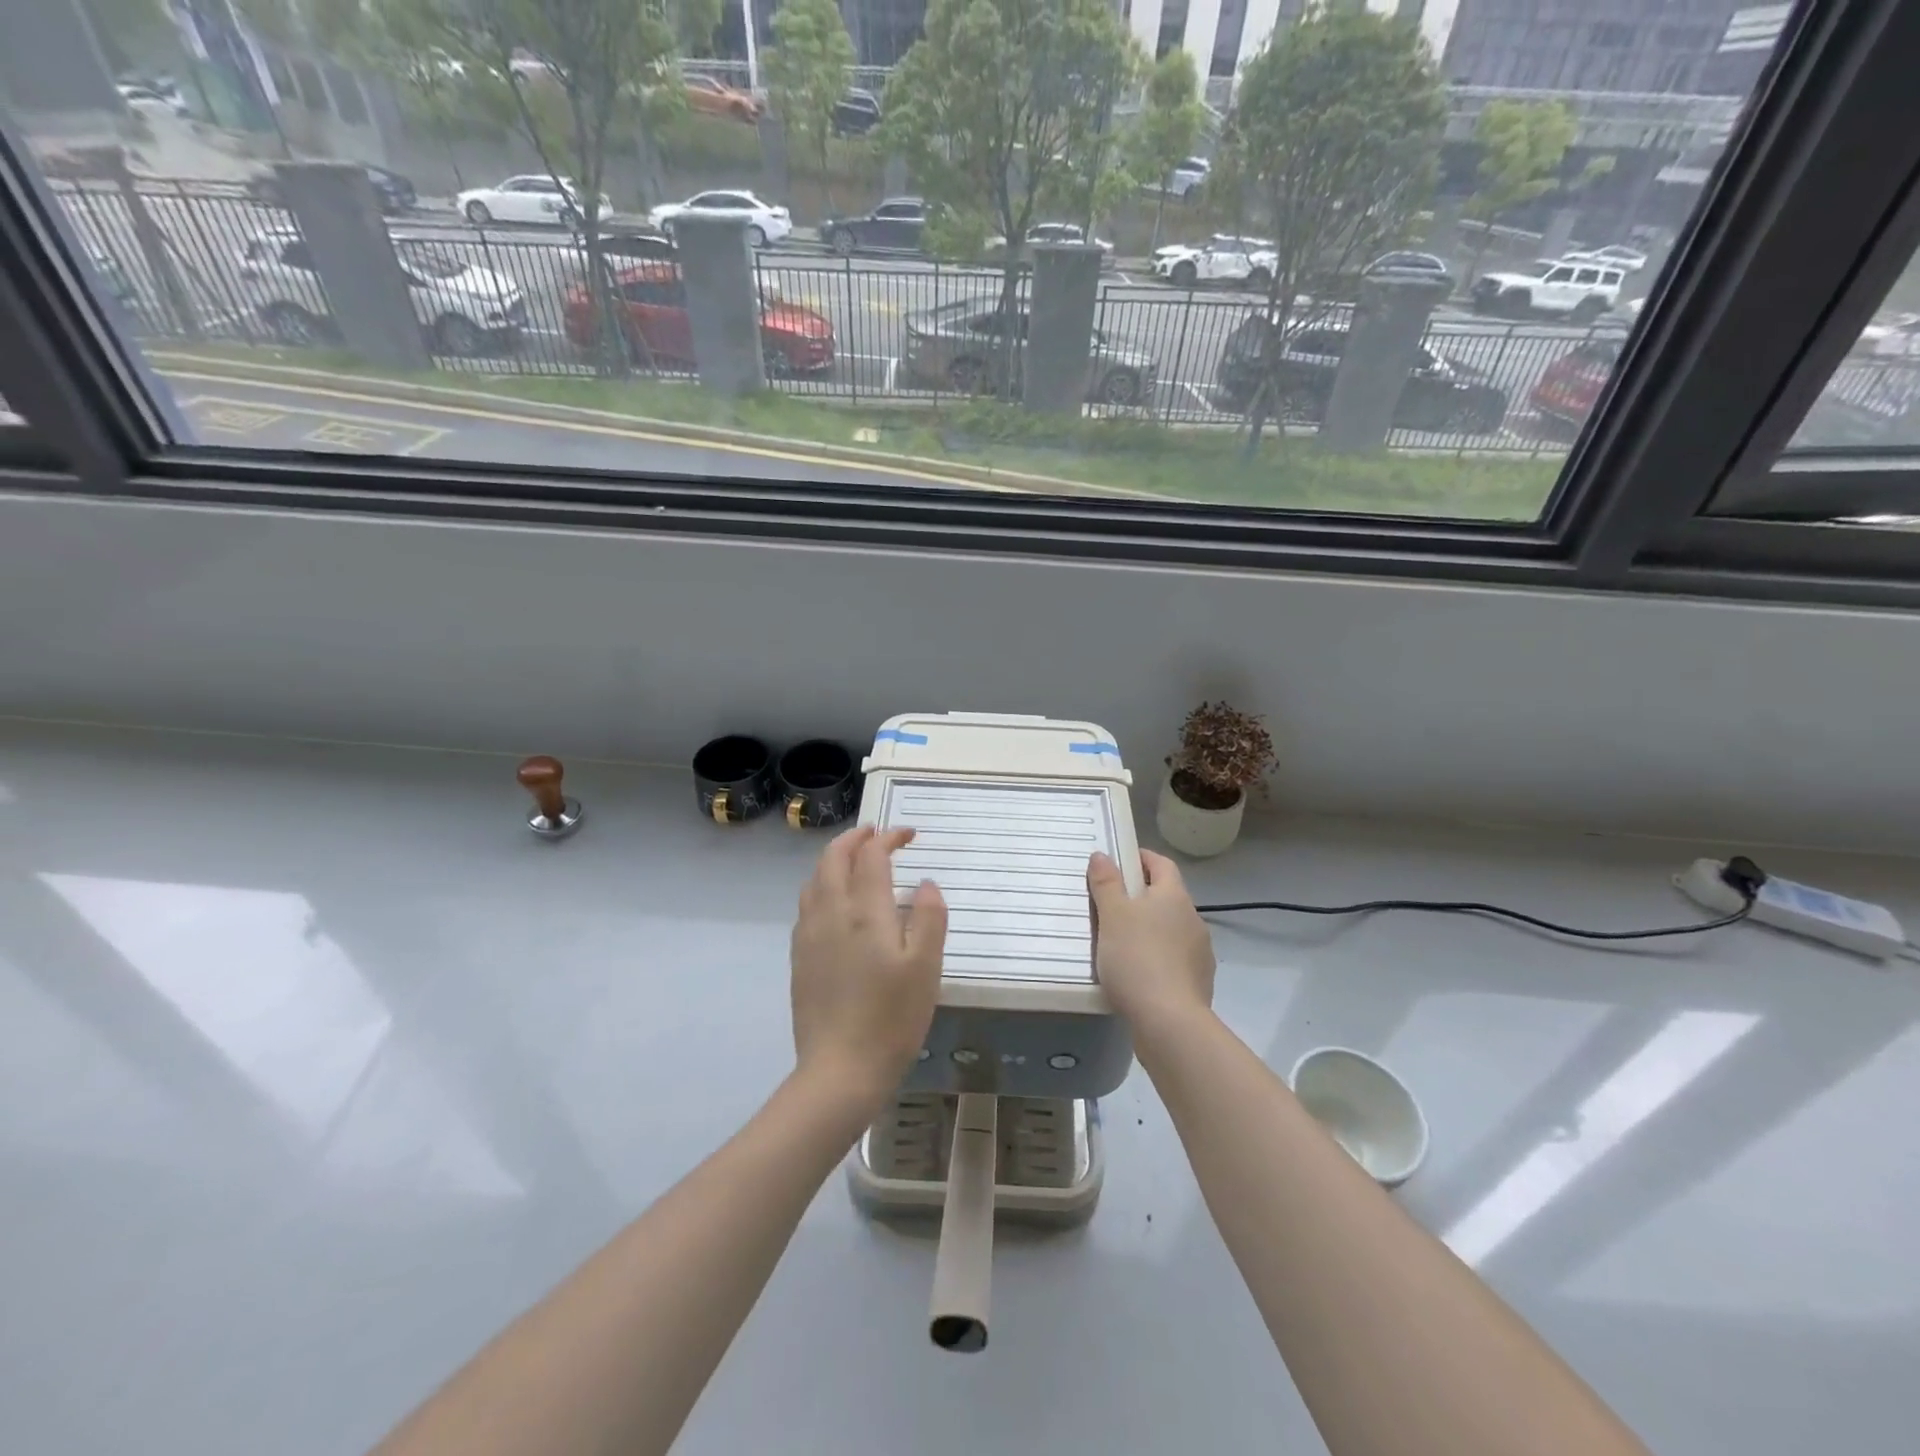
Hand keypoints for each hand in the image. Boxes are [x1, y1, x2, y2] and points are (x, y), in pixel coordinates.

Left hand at [790, 826, 947, 1105]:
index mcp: (864, 911)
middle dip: (854, 838)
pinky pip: (807, 904)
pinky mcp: (799, 957)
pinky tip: (835, 903)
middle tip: (876, 834)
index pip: (871, 856)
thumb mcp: (926, 967)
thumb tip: (925, 883)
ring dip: (834, 859)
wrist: (839, 1070)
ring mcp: (809, 935)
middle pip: (834, 858)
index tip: (908, 834)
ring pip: (815, 879)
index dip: (888, 838)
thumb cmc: (892, 1018)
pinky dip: (822, 886)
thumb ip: (928, 918)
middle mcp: (830, 913)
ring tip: (855, 861)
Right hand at [1087, 849, 1215, 1036]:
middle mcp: (1193, 919)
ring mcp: (1199, 953)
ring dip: (1149, 930)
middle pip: (1166, 897)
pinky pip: (1173, 959)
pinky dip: (1156, 958)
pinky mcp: (1198, 982)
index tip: (1118, 861)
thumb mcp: (1112, 915)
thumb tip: (1103, 855)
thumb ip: (1106, 883)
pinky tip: (1136, 973)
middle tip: (1109, 904)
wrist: (1170, 1023)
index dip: (1141, 858)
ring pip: (1170, 930)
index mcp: (1174, 896)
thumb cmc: (1137, 958)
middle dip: (1141, 897)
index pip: (1162, 864)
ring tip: (1119, 942)